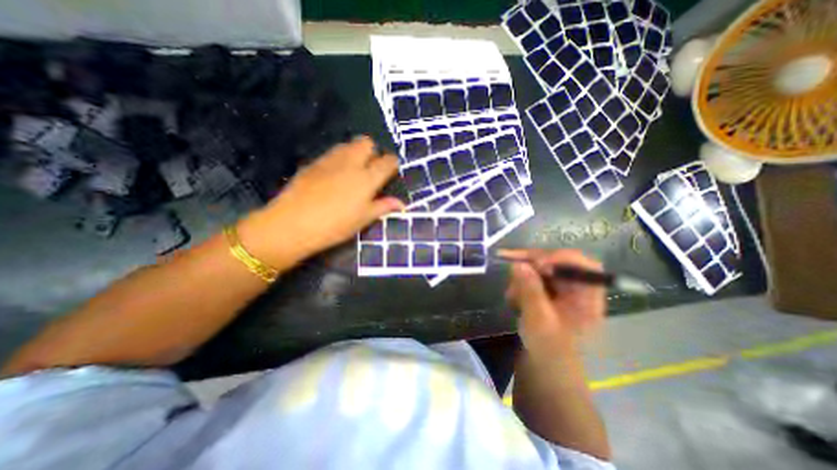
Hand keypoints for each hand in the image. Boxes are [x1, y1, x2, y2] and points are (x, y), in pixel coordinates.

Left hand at [237, 138, 402, 265]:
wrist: (292, 224)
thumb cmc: (335, 225)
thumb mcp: (363, 219)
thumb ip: (383, 207)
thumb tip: (401, 204)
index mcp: (367, 178)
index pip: (387, 161)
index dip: (392, 164)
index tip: (391, 171)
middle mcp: (351, 163)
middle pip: (367, 143)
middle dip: (373, 151)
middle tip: (371, 169)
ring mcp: (330, 160)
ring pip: (348, 145)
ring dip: (356, 152)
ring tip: (354, 170)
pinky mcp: (313, 163)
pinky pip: (332, 153)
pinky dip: (340, 158)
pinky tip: (335, 175)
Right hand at [499, 250, 605, 355]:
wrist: (545, 374)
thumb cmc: (549, 351)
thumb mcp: (538, 320)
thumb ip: (530, 289)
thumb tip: (518, 264)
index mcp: (587, 297)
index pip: (583, 265)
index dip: (561, 258)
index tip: (537, 263)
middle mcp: (576, 291)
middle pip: (558, 264)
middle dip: (533, 265)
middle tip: (512, 267)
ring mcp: (561, 294)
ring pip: (542, 272)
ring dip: (523, 278)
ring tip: (511, 294)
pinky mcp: (547, 297)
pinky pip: (534, 281)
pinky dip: (521, 286)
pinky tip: (513, 299)